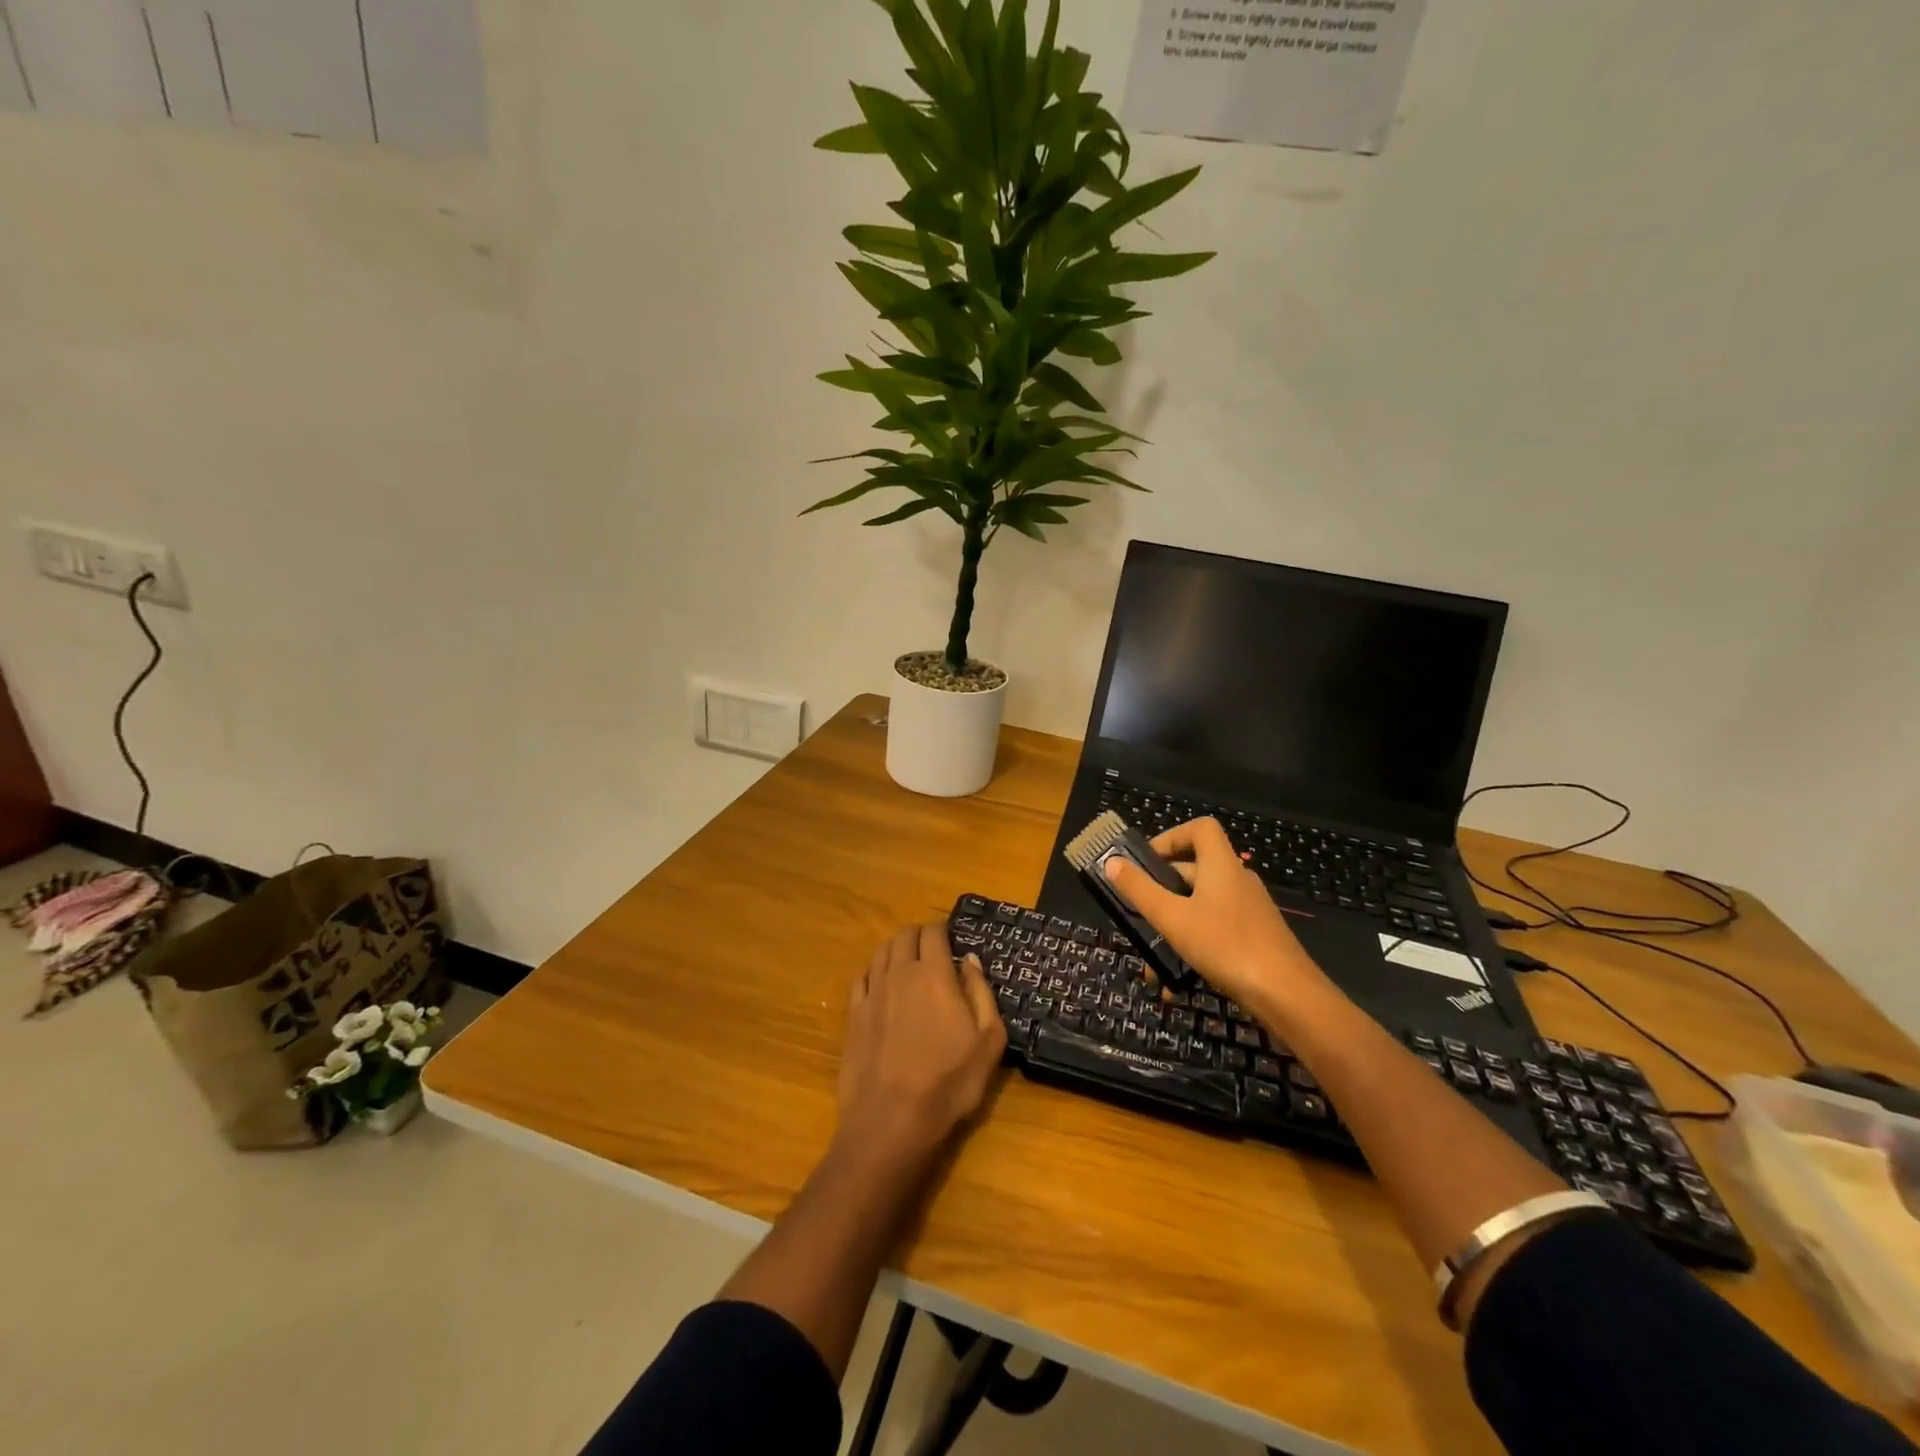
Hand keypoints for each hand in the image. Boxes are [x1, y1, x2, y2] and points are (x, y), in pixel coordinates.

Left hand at [837, 924, 1006, 1162]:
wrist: (891, 1120)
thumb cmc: (949, 1082)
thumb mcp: (988, 1041)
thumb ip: (981, 992)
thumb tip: (970, 960)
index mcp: (934, 974)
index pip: (933, 932)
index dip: (942, 930)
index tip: (951, 939)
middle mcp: (900, 973)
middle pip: (904, 935)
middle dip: (919, 935)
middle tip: (932, 949)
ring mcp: (872, 992)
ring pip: (880, 951)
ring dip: (895, 949)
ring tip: (907, 963)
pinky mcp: (853, 1015)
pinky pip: (861, 978)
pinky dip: (873, 972)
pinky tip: (880, 985)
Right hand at [1104, 817, 1331, 1016]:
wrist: (1288, 995)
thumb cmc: (1226, 945)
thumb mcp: (1173, 918)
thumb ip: (1140, 890)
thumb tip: (1111, 861)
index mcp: (1221, 865)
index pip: (1200, 829)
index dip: (1171, 837)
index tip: (1146, 861)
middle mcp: (1237, 880)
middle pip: (1194, 869)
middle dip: (1161, 891)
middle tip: (1136, 914)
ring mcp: (1248, 910)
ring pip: (1200, 907)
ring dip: (1173, 927)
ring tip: (1150, 960)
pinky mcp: (1255, 937)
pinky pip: (1215, 930)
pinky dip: (1192, 946)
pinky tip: (1175, 983)